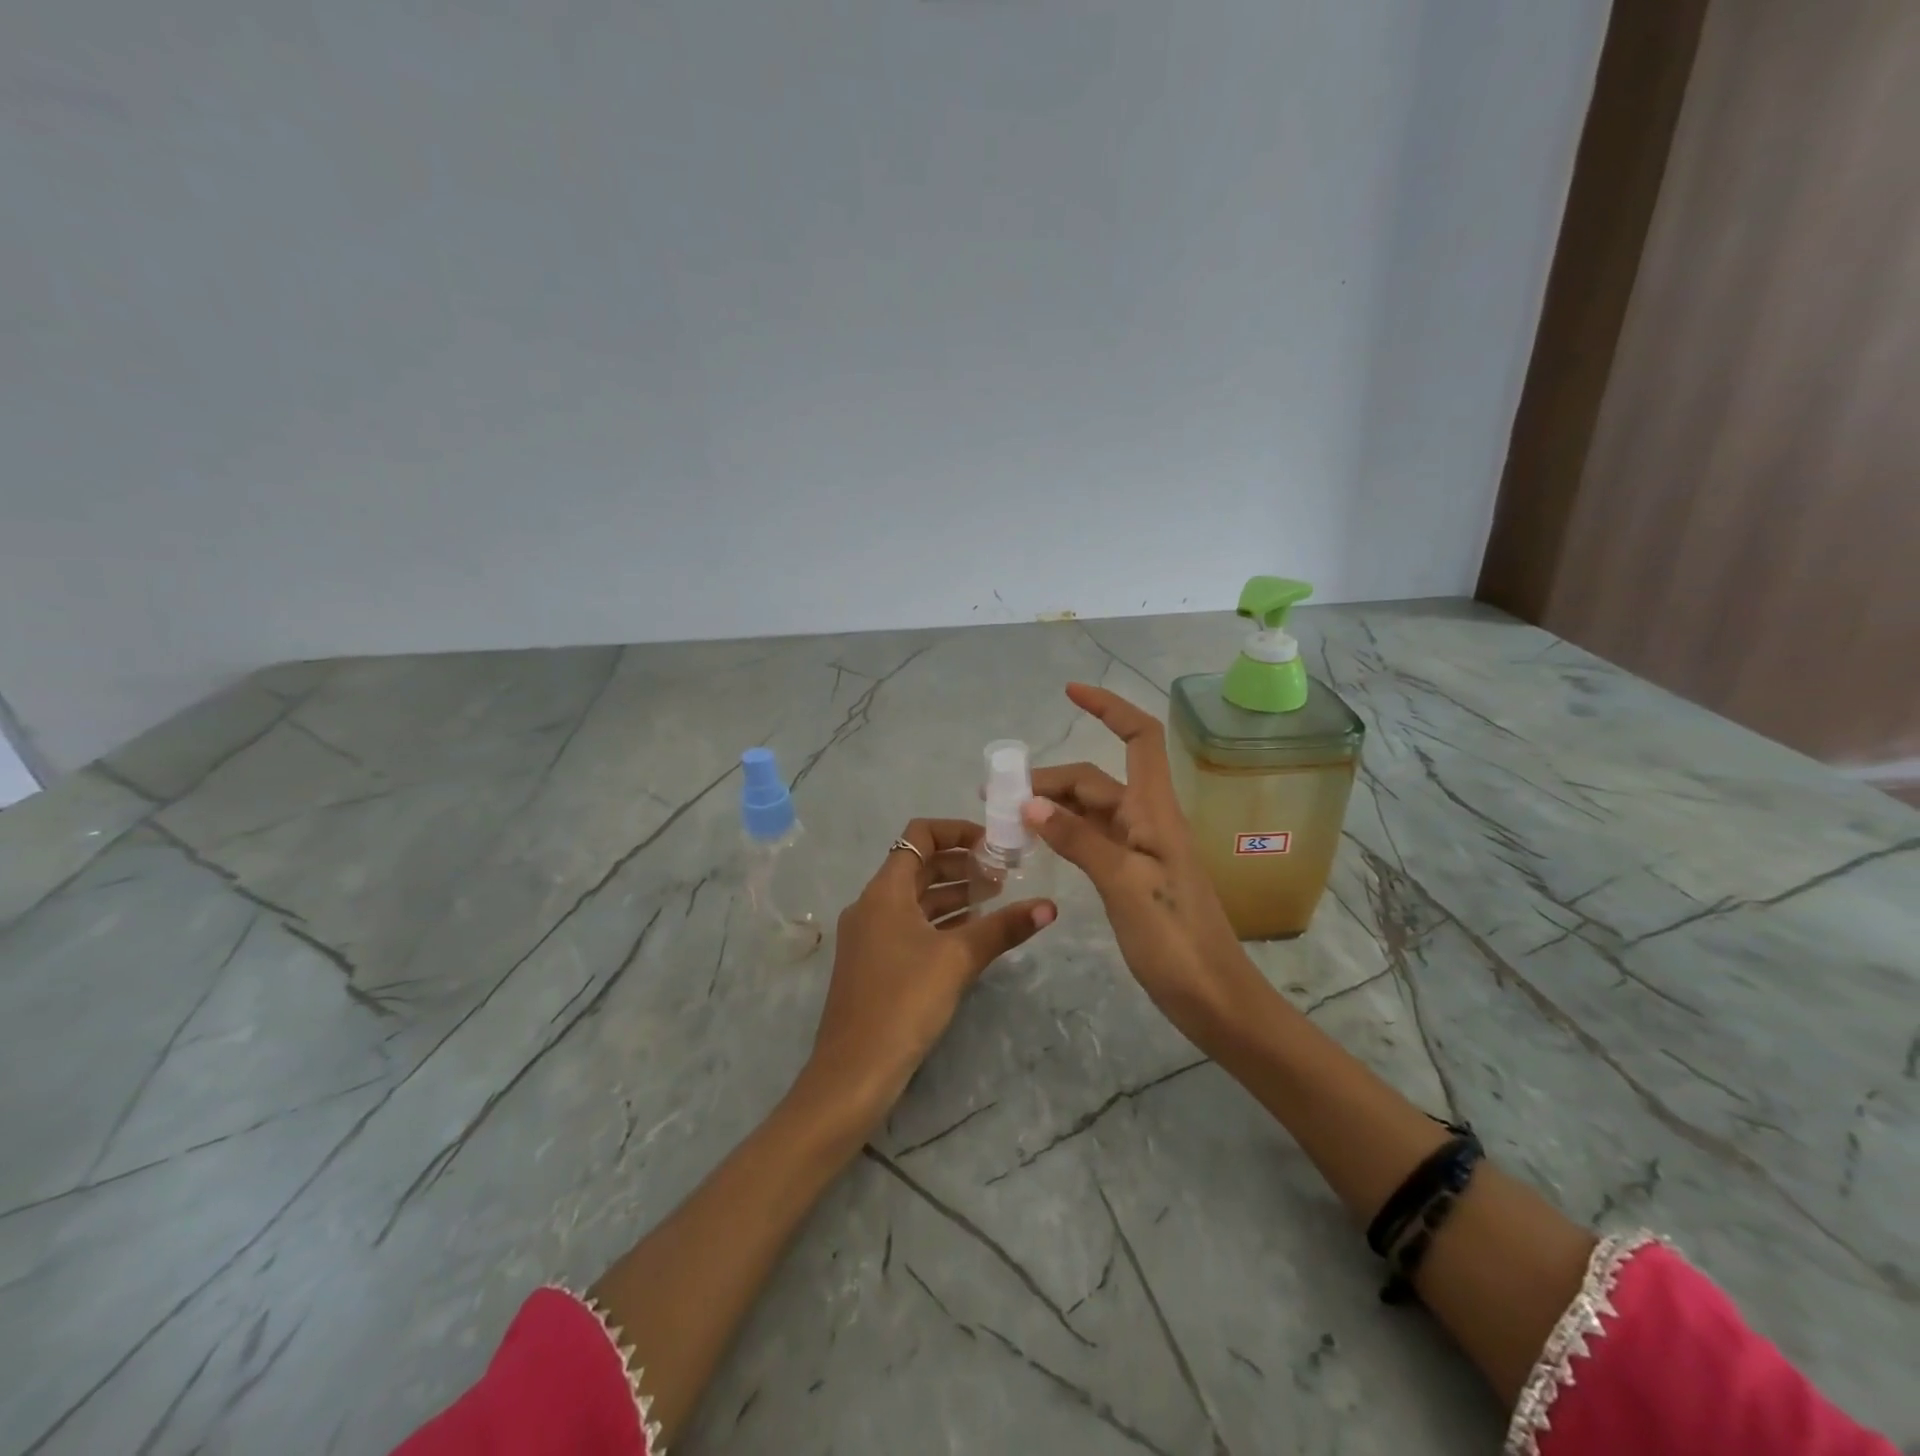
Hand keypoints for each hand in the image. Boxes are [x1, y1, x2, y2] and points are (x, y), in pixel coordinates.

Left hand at [800, 818, 1054, 1127]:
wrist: (853, 1071)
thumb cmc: (904, 1001)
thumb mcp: (958, 959)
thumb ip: (1003, 928)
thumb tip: (1050, 906)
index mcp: (885, 890)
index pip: (920, 835)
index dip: (957, 831)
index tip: (994, 845)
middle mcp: (872, 904)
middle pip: (919, 865)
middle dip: (962, 865)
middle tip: (1005, 875)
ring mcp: (870, 935)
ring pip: (916, 898)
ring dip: (954, 894)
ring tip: (997, 899)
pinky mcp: (874, 963)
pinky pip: (910, 925)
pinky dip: (940, 921)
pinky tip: (971, 933)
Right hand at [1025, 684, 1259, 1043]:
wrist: (1212, 997)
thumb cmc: (1175, 938)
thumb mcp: (1124, 884)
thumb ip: (1079, 840)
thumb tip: (1030, 804)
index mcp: (1155, 811)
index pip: (1139, 738)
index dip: (1108, 708)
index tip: (1069, 692)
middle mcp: (1147, 821)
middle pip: (1096, 780)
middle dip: (1049, 778)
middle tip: (996, 795)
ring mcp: (1140, 849)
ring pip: (1090, 811)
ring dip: (1051, 807)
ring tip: (1006, 818)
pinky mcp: (1131, 876)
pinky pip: (1091, 840)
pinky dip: (1063, 834)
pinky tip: (1037, 843)